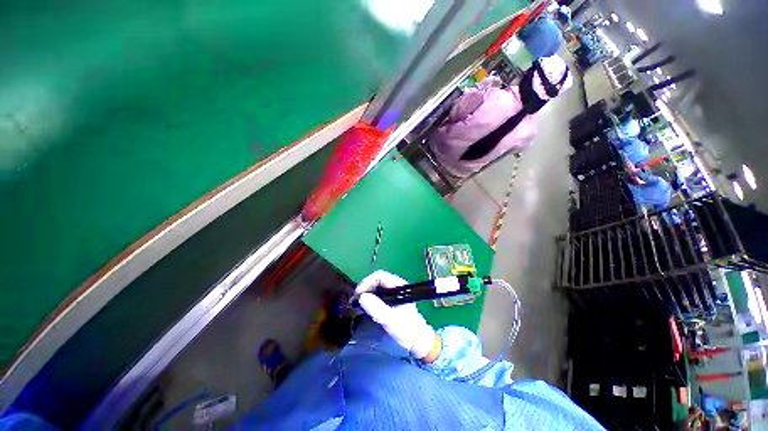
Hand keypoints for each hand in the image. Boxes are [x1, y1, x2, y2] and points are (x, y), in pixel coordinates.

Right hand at [356, 270, 437, 359]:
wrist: (418, 341)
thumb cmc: (406, 330)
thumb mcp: (390, 320)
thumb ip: (376, 308)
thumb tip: (361, 297)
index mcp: (399, 286)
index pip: (380, 276)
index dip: (367, 282)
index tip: (358, 294)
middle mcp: (396, 286)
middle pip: (377, 280)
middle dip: (365, 288)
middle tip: (356, 300)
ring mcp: (394, 292)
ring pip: (376, 287)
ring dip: (366, 293)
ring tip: (358, 304)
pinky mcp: (392, 299)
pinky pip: (378, 294)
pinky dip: (370, 298)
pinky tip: (365, 307)